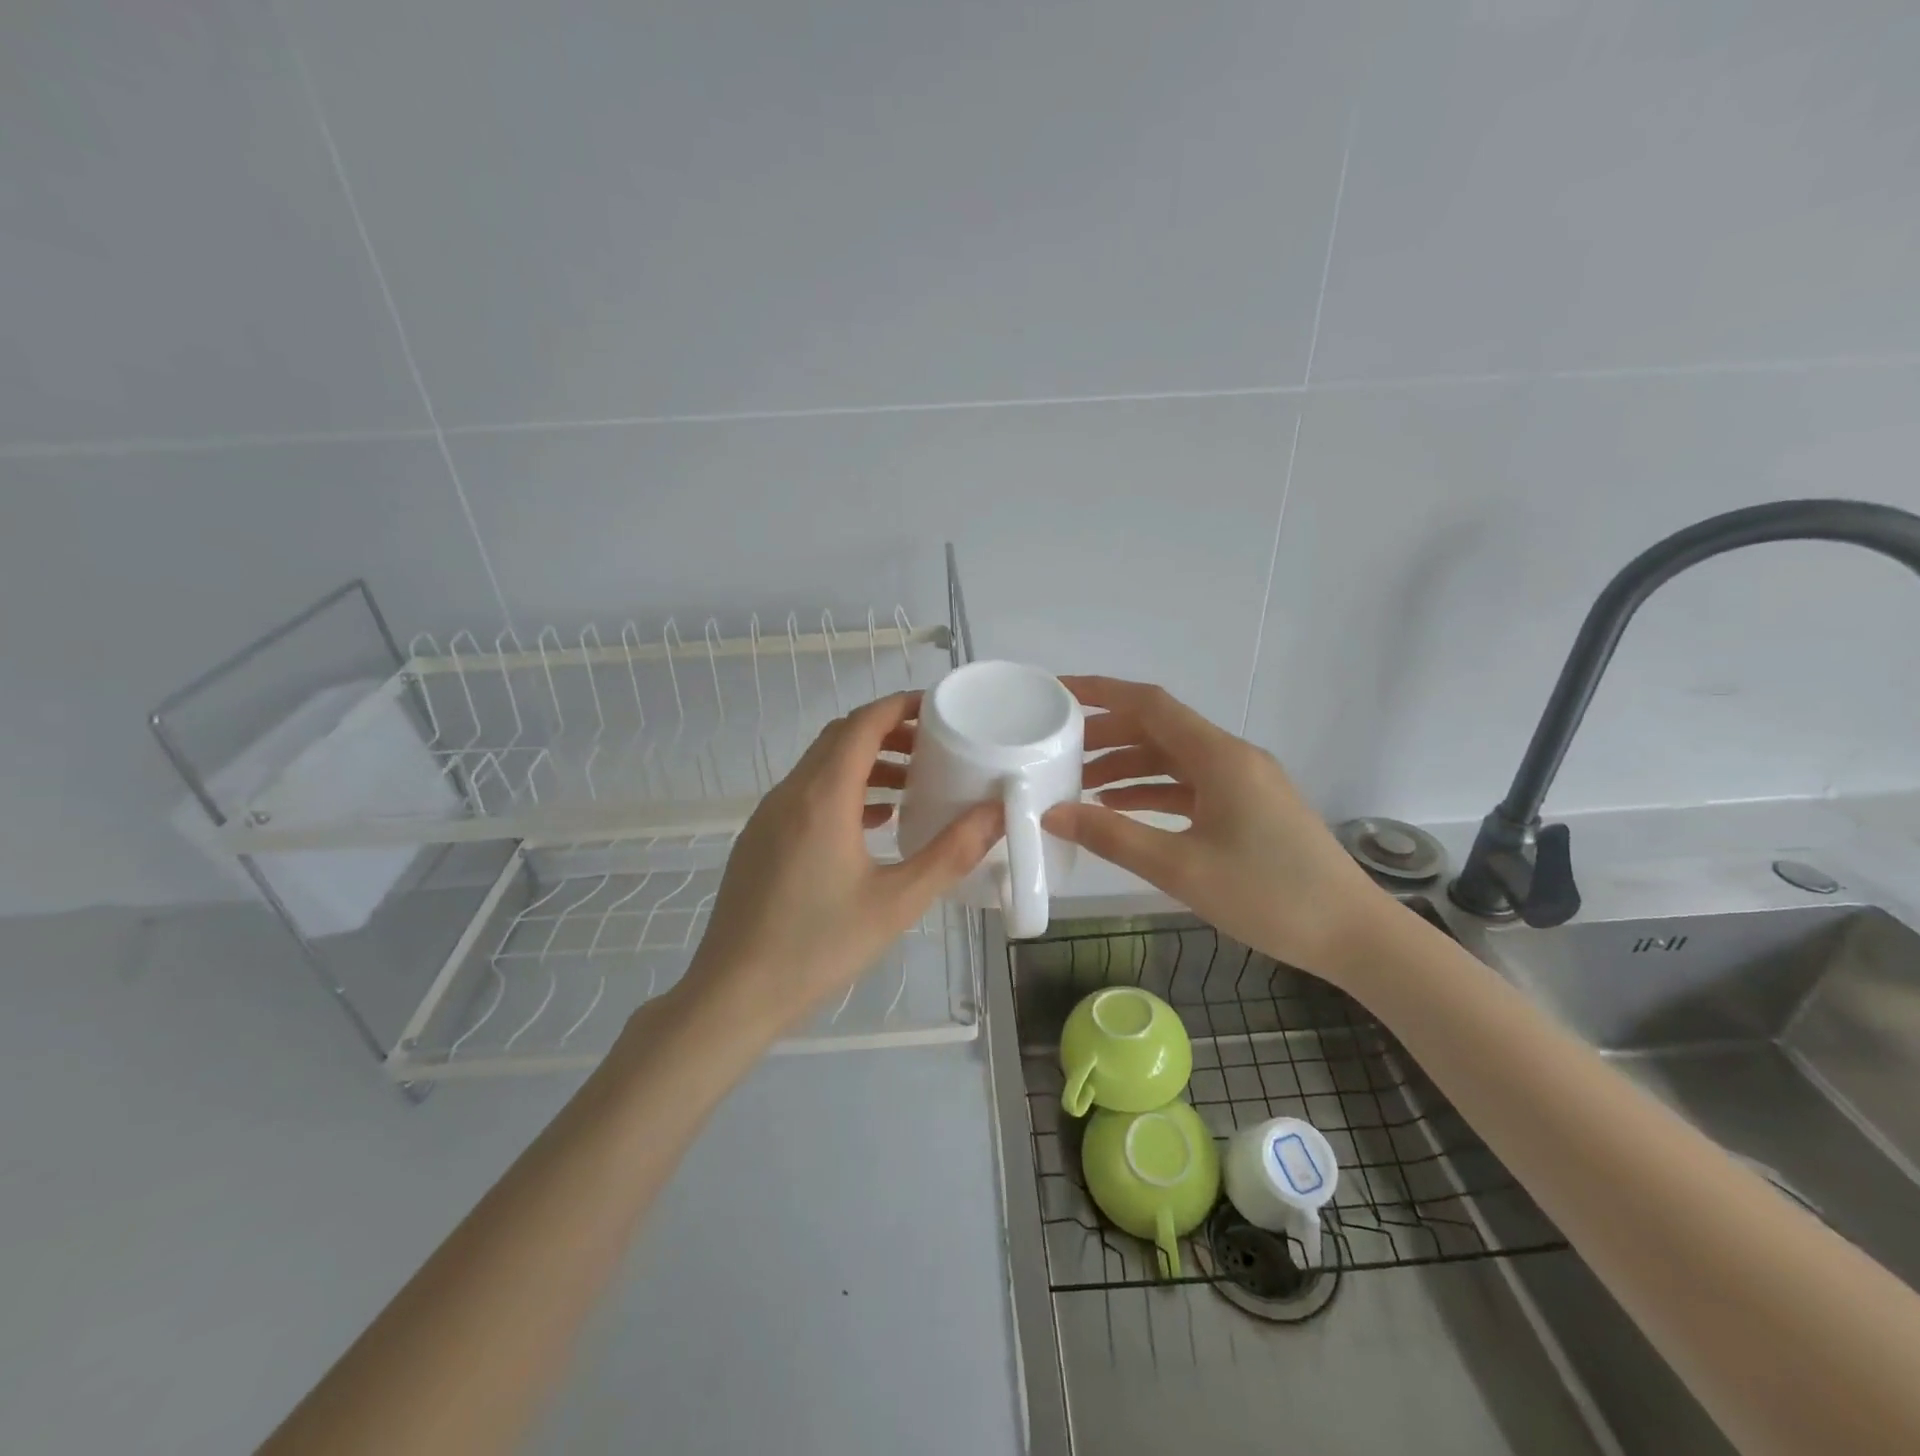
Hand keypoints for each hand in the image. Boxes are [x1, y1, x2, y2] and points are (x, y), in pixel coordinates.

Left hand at [677, 691, 1001, 1038]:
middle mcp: (791, 793)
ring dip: (866, 762)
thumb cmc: (819, 946)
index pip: (863, 724)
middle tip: (934, 745)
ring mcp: (769, 816)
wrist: (734, 993)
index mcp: (823, 797)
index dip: (900, 705)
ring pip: (821, 766)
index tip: (938, 708)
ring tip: (912, 784)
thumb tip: (996, 813)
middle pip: (841, 737)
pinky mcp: (760, 840)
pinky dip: (843, 790)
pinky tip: (874, 823)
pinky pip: (806, 794)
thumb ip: (950, 854)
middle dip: (888, 731)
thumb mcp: (897, 903)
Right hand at [1042, 676, 1387, 984]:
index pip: (1150, 704)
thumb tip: (1053, 814)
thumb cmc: (1268, 895)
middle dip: (1107, 734)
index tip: (1058, 692)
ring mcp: (1243, 782)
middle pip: (1159, 729)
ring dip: (1128, 766)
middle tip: (1058, 750)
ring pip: (1173, 759)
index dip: (1102, 693)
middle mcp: (1232, 757)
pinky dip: (1153, 792)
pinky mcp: (1249, 807)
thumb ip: (1113, 837)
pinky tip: (1122, 810)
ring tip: (1080, 784)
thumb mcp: (1181, 868)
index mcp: (1219, 756)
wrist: (1352, 934)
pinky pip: (1190, 786)